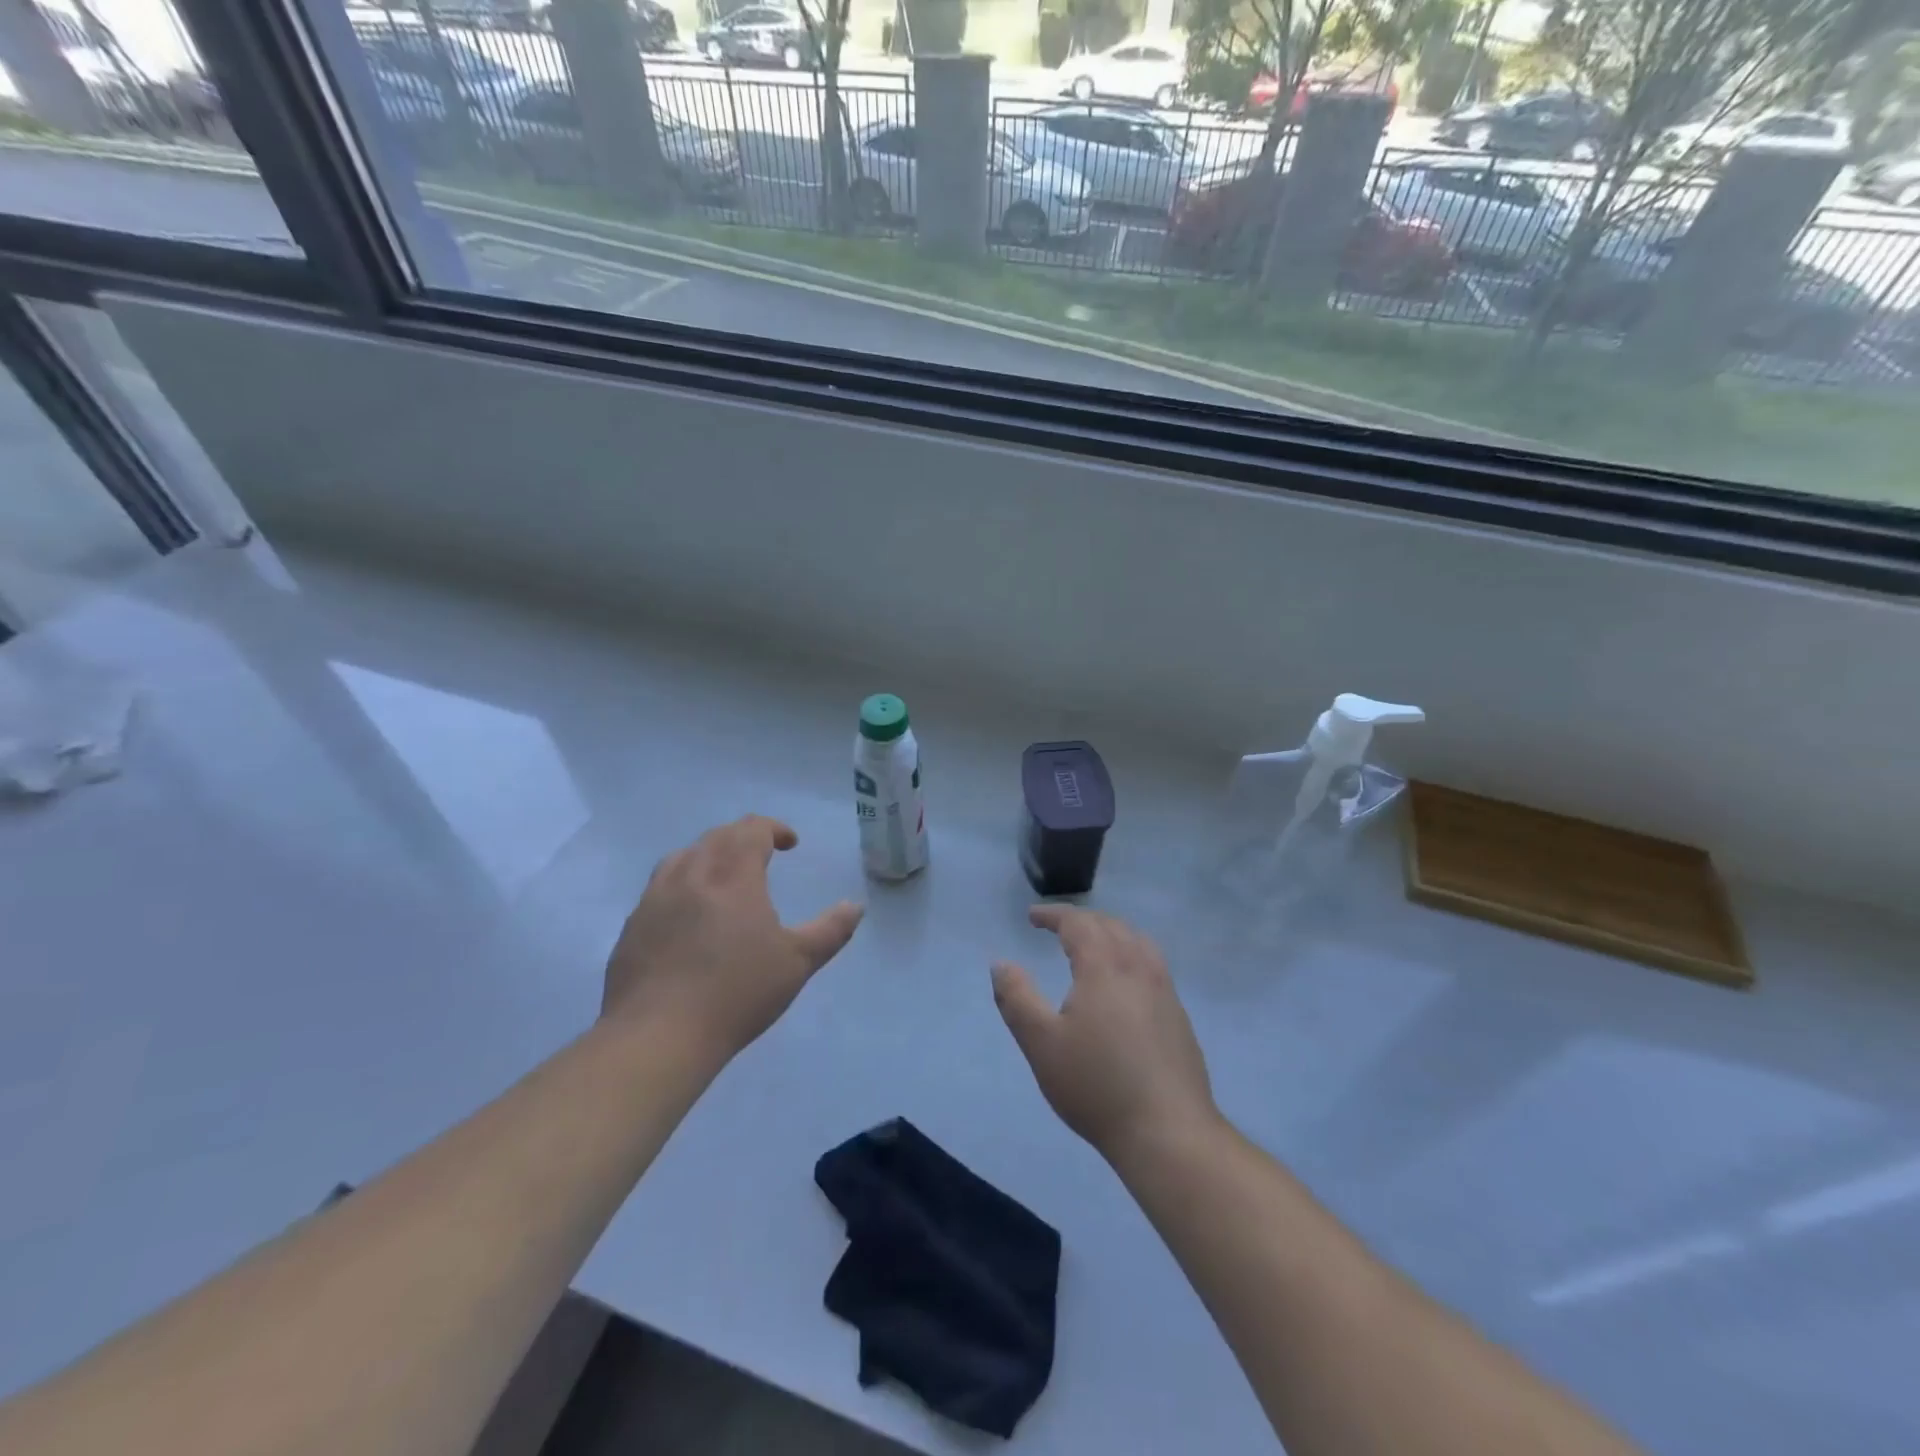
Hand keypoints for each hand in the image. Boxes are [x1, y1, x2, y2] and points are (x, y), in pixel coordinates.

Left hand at [603, 815, 862, 1064]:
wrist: (656, 1036)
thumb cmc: (736, 992)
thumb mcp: (797, 962)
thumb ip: (831, 930)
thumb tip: (855, 906)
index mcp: (732, 873)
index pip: (751, 829)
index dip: (774, 829)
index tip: (790, 844)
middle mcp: (691, 873)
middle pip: (717, 837)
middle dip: (744, 838)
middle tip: (762, 856)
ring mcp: (654, 898)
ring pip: (683, 857)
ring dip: (709, 856)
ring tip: (724, 878)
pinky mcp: (632, 926)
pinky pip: (660, 888)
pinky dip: (682, 885)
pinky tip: (689, 916)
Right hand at [992, 906, 1217, 1162]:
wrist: (1168, 1131)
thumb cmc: (1096, 1084)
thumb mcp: (1041, 1043)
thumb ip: (1017, 998)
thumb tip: (1001, 964)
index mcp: (1104, 966)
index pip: (1078, 923)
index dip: (1054, 915)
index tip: (1032, 916)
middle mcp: (1138, 967)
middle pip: (1110, 925)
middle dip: (1081, 920)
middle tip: (1057, 927)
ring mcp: (1164, 990)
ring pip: (1137, 941)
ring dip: (1110, 932)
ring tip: (1093, 944)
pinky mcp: (1179, 1015)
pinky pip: (1152, 963)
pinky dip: (1131, 953)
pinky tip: (1125, 981)